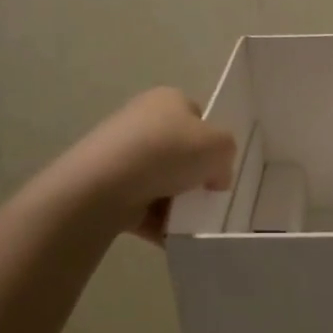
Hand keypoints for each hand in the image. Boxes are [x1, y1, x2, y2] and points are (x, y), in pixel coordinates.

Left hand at [53, 87, 237, 242]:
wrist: (105, 184)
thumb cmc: (169, 153)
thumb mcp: (221, 146)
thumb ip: (227, 155)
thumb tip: (214, 176)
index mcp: (168, 99)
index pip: (198, 117)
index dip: (212, 142)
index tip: (218, 166)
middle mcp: (142, 119)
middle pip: (180, 151)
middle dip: (194, 175)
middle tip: (205, 194)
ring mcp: (120, 153)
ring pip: (161, 180)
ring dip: (177, 202)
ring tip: (187, 218)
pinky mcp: (106, 184)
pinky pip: (142, 204)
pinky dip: (157, 220)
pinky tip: (169, 232)